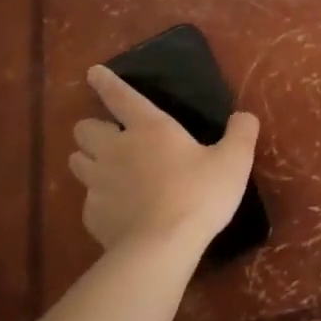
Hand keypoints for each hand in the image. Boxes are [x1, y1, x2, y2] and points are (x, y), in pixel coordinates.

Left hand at [69, 65, 259, 255]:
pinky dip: (98, 199)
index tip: (92, 73)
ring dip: (87, 159)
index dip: (106, 83)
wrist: (161, 248)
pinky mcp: (91, 215)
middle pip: (85, 129)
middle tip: (110, 136)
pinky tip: (117, 209)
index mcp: (148, 128)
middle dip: (93, 128)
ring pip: (76, 161)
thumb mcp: (233, 161)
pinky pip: (87, 199)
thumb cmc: (198, 194)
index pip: (121, 97)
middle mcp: (116, 149)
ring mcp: (98, 184)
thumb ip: (241, 133)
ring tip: (104, 167)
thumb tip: (244, 116)